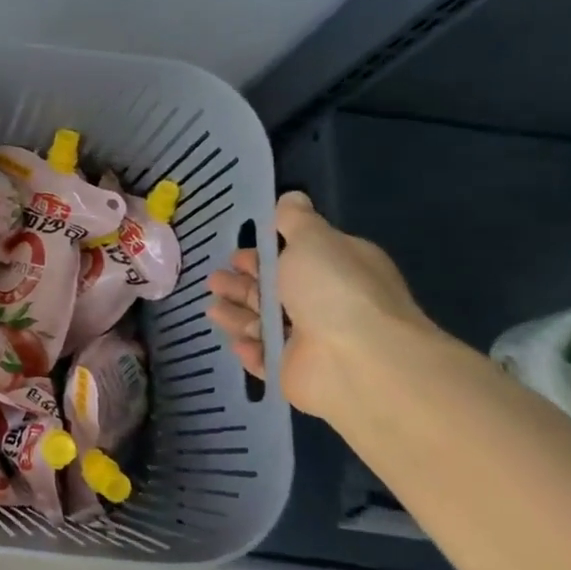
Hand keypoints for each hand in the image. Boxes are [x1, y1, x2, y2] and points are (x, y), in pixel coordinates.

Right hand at [205, 190, 430, 419]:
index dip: (265, 254)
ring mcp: (311, 341)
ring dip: (237, 314)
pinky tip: (235, 340)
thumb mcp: (313, 240)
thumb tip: (292, 197)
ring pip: (265, 323)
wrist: (358, 362)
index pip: (297, 257)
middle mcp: (327, 304)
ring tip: (212, 308)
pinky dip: (249, 348)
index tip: (236, 252)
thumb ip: (295, 220)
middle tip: (213, 279)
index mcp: (337, 269)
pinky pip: (265, 357)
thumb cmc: (334, 291)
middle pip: (275, 291)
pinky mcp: (294, 372)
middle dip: (242, 284)